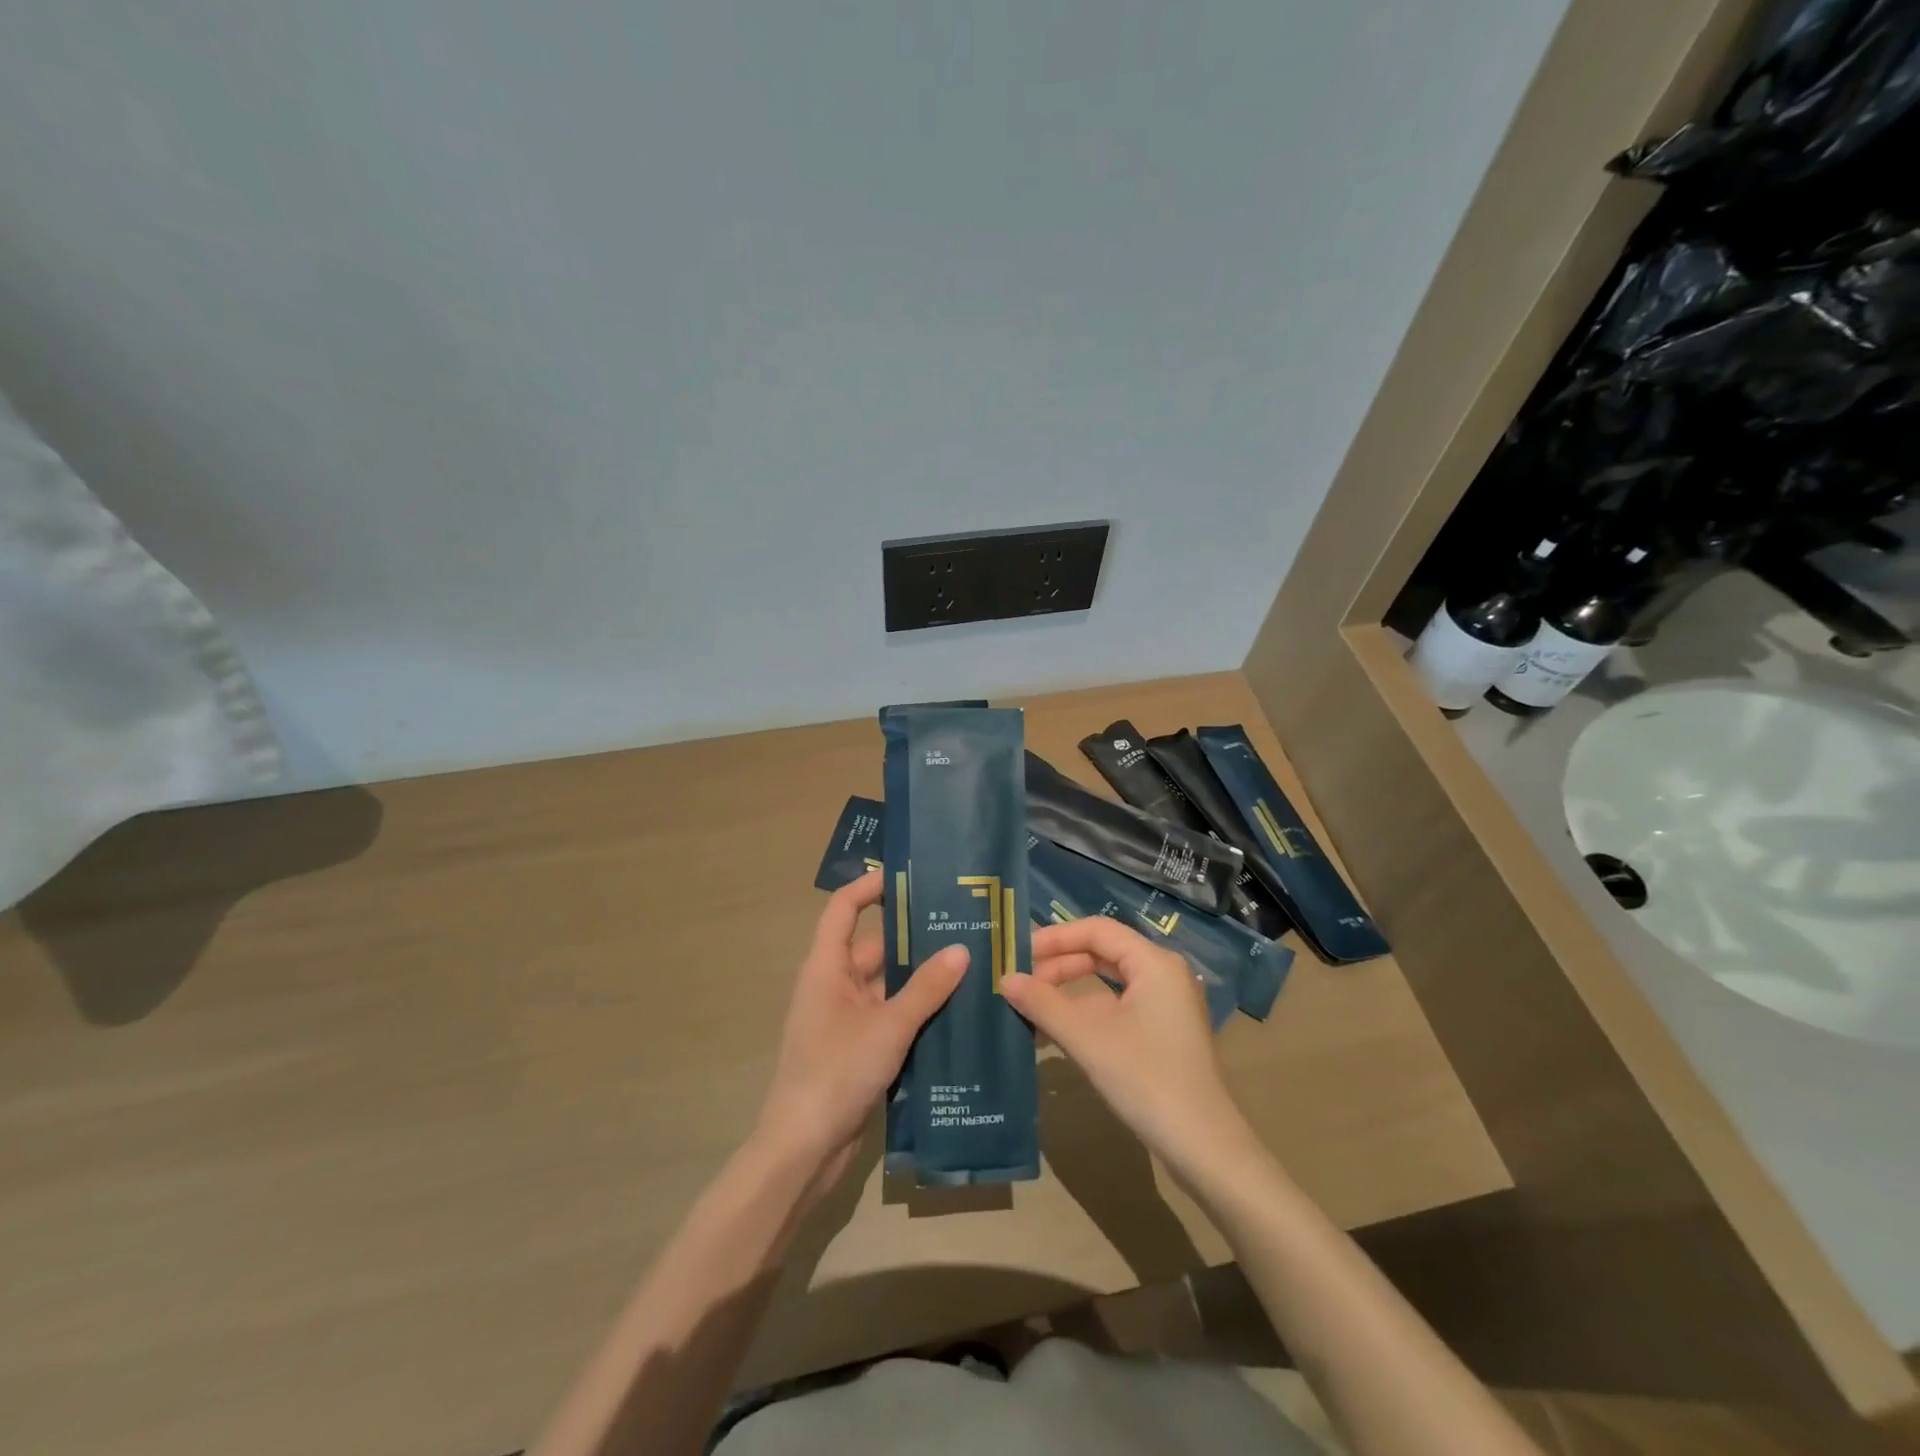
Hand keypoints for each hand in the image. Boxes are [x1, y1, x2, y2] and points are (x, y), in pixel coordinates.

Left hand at [753, 870, 967, 1185]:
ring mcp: (846, 1018)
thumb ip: (926, 989)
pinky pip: (891, 1016)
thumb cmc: (836, 1073)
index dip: (870, 886)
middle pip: (875, 947)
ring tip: (971, 963)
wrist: (803, 1151)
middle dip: (915, 937)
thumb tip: (962, 950)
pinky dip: (918, 1010)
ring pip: (888, 984)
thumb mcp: (887, 1027)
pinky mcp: (859, 1048)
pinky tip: (957, 1011)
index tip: (910, 876)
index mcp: (827, 968)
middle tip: (963, 925)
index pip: (843, 908)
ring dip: (922, 978)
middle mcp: (834, 985)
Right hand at [1003, 918, 1255, 1178]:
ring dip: (1069, 992)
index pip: (1097, 930)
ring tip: (1030, 1008)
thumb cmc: (1146, 1079)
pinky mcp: (1164, 1032)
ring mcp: (1166, 1004)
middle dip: (1059, 966)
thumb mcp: (1087, 1038)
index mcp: (1154, 962)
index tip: (1018, 955)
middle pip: (1102, 952)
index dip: (1055, 938)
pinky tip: (1056, 1033)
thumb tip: (1004, 979)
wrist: (1204, 1148)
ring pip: (1108, 982)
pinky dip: (1087, 1013)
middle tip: (1020, 984)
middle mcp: (1164, 973)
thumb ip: (1043, 1003)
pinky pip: (1118, 1007)